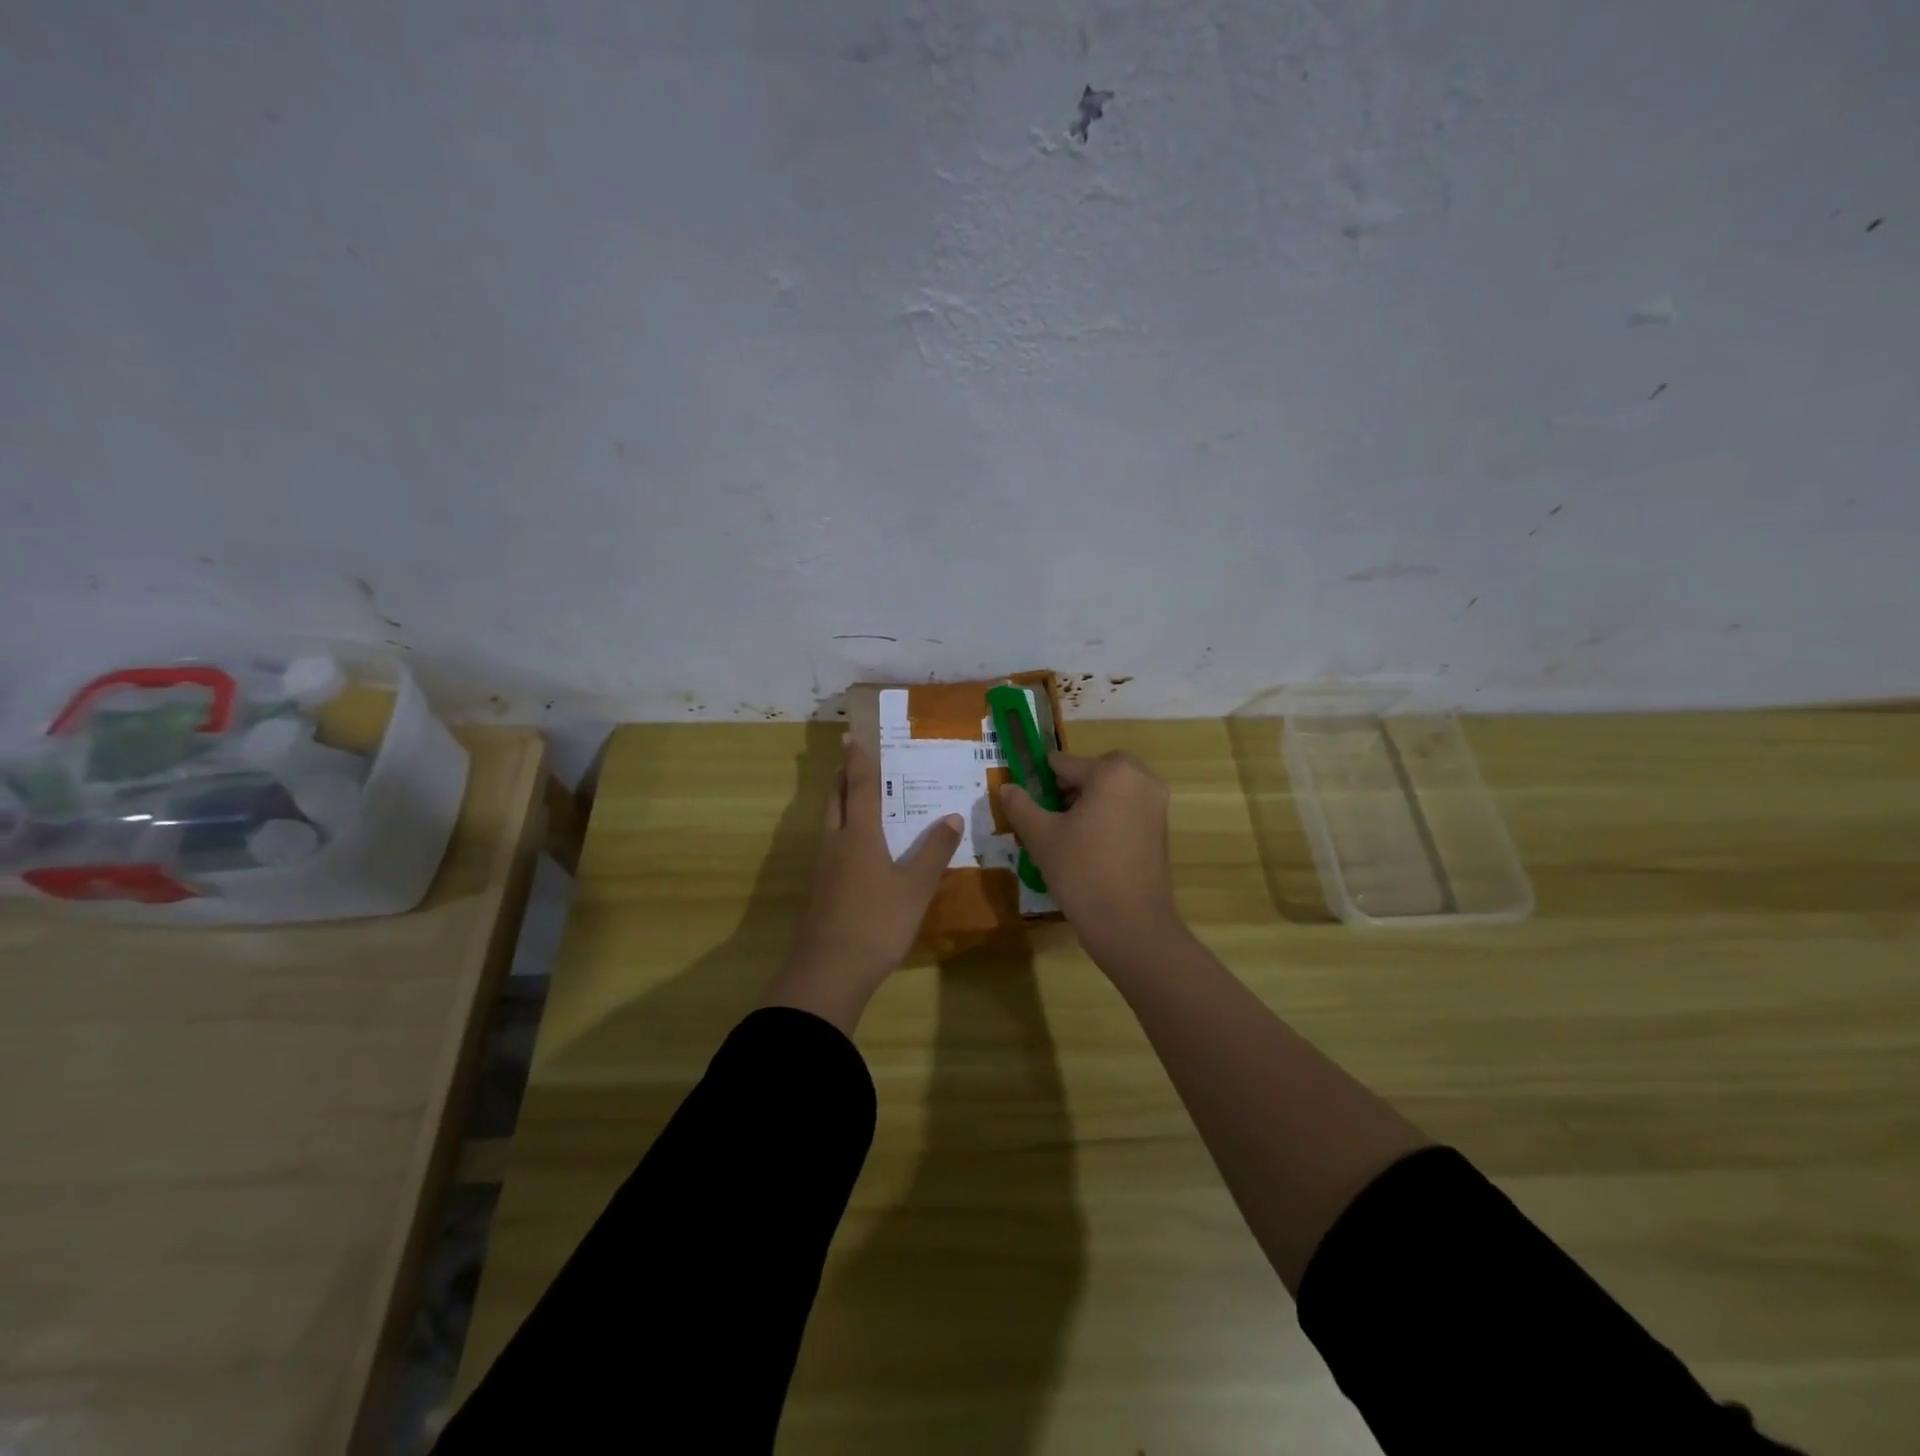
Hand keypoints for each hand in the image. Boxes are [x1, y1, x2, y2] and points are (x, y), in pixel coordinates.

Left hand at [763, 735, 962, 1032]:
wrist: (829, 971)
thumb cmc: (877, 922)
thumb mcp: (915, 887)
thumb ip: (934, 851)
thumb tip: (951, 816)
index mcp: (859, 835)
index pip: (859, 786)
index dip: (859, 760)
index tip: (854, 736)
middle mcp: (836, 842)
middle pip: (835, 799)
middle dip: (842, 776)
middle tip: (851, 758)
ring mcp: (823, 867)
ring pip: (830, 822)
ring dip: (840, 801)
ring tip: (855, 795)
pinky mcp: (820, 889)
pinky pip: (831, 844)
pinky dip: (842, 829)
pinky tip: (855, 845)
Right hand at [999, 750, 1180, 954]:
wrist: (1131, 925)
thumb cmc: (1082, 872)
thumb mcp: (1041, 836)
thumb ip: (1020, 805)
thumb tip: (1007, 788)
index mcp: (1112, 772)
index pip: (1064, 763)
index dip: (1040, 781)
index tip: (1027, 804)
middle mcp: (1141, 779)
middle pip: (1094, 771)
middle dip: (1070, 788)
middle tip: (1050, 817)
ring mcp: (1156, 804)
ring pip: (1112, 790)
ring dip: (1089, 802)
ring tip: (1066, 835)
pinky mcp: (1161, 829)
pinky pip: (1127, 809)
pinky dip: (1107, 817)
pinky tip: (1089, 848)